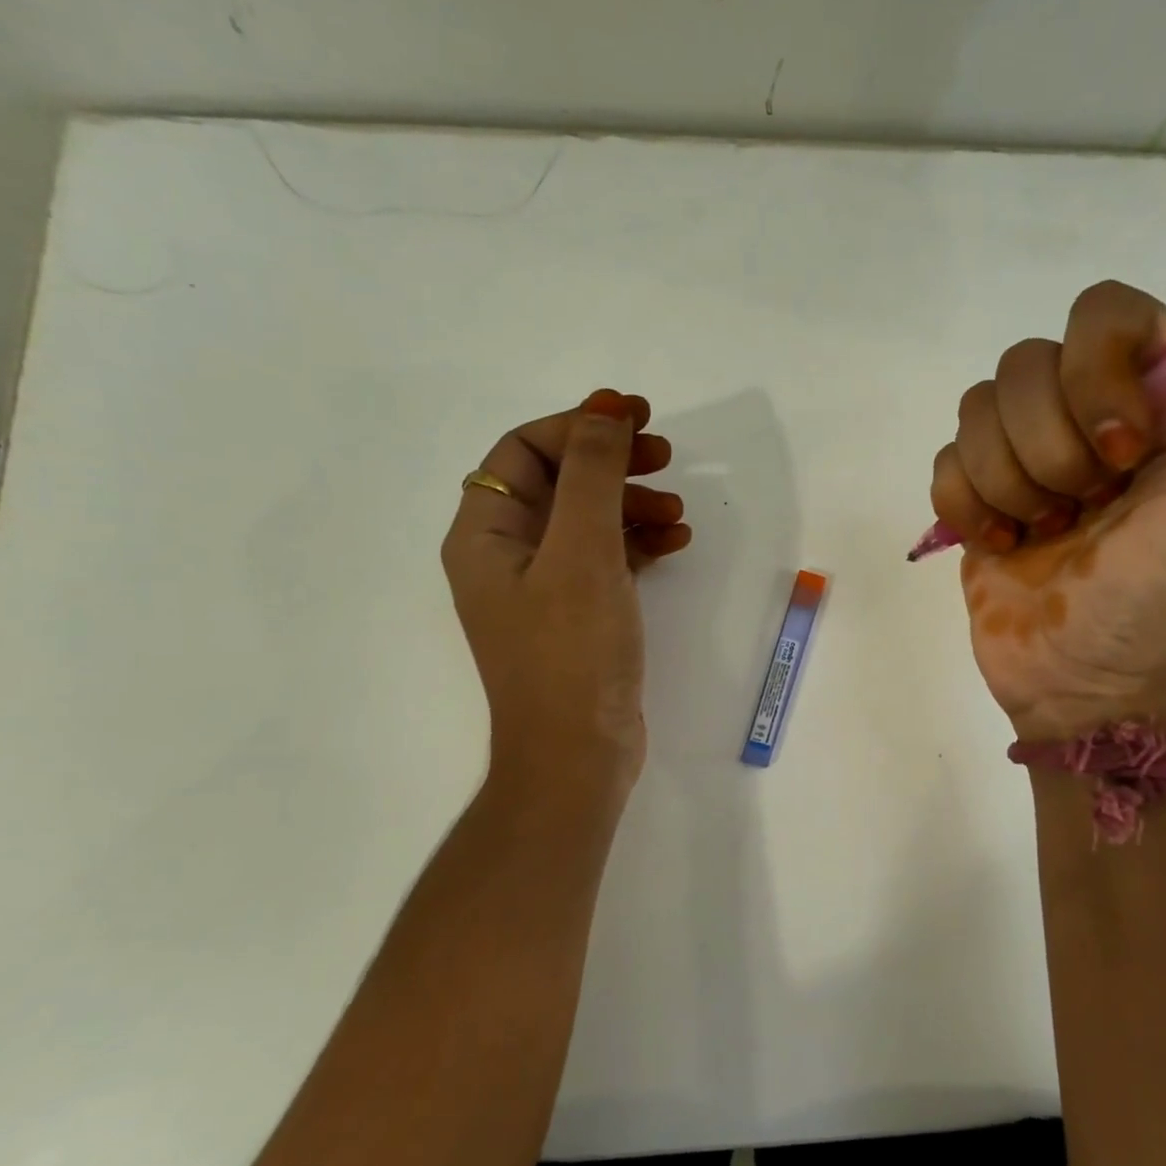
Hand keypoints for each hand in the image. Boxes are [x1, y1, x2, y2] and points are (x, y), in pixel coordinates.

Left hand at [442, 390, 692, 785]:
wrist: (578, 756)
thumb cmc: (572, 650)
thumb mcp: (582, 551)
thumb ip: (593, 474)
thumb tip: (604, 409)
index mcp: (485, 534)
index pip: (524, 451)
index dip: (578, 424)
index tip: (635, 416)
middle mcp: (506, 555)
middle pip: (559, 482)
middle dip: (612, 462)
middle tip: (666, 455)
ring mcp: (543, 588)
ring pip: (588, 520)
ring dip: (633, 504)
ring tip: (680, 511)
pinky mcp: (578, 615)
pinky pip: (606, 559)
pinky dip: (639, 543)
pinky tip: (677, 543)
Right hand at [929, 219, 1165, 738]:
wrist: (1088, 684)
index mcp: (1164, 397)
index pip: (1107, 313)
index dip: (1096, 373)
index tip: (1121, 455)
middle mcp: (1090, 412)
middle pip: (1027, 361)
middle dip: (1048, 449)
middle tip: (1082, 512)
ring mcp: (1025, 453)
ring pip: (979, 407)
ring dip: (1009, 484)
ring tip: (1042, 534)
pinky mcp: (975, 492)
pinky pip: (944, 460)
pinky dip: (968, 506)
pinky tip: (1002, 543)